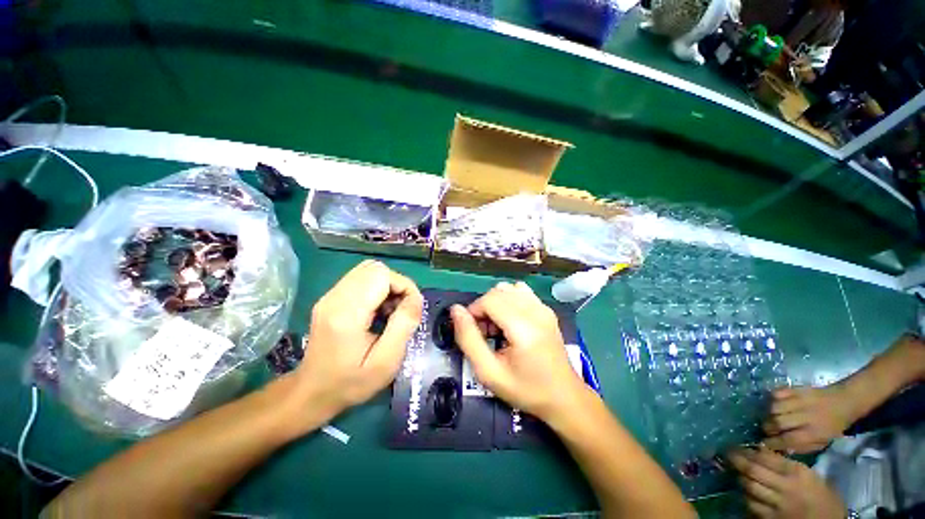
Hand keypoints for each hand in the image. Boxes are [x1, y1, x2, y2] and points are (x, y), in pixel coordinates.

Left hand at [295, 260, 422, 423]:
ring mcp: (329, 296)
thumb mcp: (386, 361)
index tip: (411, 309)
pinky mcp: (330, 298)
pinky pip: (360, 279)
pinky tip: (378, 311)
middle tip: (401, 310)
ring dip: (387, 285)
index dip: (404, 285)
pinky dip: (376, 289)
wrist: (312, 393)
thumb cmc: (351, 382)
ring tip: (390, 310)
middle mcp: (335, 297)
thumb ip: (404, 325)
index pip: (381, 275)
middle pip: (375, 268)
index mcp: (347, 313)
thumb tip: (416, 298)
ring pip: (368, 271)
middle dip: (396, 284)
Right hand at [450, 281, 586, 420]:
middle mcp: (536, 311)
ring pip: (508, 289)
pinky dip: (508, 301)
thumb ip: (468, 339)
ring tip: (497, 327)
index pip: (489, 299)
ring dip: (496, 303)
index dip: (474, 311)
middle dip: (483, 308)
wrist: (563, 397)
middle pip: (497, 291)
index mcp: (524, 327)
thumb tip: (456, 310)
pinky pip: (521, 292)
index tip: (473, 332)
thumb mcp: (489, 372)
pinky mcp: (546, 309)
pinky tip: (510, 321)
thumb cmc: (525, 389)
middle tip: (484, 334)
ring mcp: (543, 308)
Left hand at [729, 446, 844, 518]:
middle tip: (728, 453)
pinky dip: (746, 495)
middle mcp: (786, 487)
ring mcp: (777, 505)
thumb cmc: (824, 498)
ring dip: (740, 477)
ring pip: (749, 486)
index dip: (750, 450)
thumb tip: (762, 451)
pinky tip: (743, 490)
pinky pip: (752, 504)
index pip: (767, 457)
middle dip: (738, 460)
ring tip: (734, 469)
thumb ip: (787, 465)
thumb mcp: (810, 476)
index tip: (738, 445)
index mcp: (798, 473)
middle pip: (753, 470)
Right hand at [762, 386, 854, 453]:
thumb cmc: (834, 425)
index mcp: (815, 432)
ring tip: (770, 417)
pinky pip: (778, 393)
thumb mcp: (824, 441)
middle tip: (766, 430)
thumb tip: (783, 448)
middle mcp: (807, 416)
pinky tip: (775, 403)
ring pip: (775, 407)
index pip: (788, 439)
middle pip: (778, 422)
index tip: (764, 444)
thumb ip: (804, 445)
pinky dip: (773, 398)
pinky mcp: (798, 389)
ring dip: (769, 414)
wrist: (846, 400)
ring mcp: (802, 400)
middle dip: (769, 427)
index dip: (774, 442)